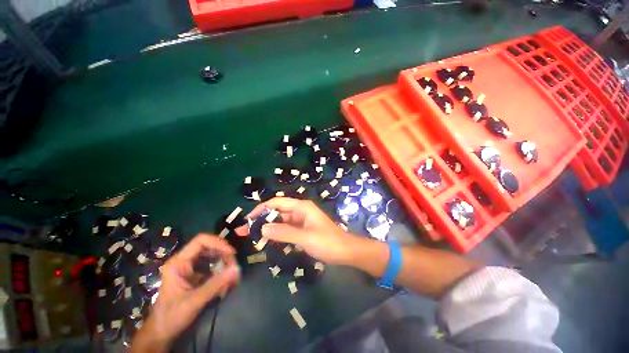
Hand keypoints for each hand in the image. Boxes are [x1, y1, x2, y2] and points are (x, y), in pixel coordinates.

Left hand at [131, 235, 239, 352]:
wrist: (161, 334)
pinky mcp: (196, 277)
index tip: (231, 253)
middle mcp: (185, 262)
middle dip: (224, 256)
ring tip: (232, 278)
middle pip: (210, 248)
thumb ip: (215, 285)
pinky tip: (226, 285)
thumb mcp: (193, 301)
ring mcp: (191, 269)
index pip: (200, 241)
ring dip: (225, 265)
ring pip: (213, 258)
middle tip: (234, 268)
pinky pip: (213, 268)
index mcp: (179, 263)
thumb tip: (237, 269)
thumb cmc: (171, 317)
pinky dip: (221, 274)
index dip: (218, 243)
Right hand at [242, 198, 359, 264]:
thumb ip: (284, 232)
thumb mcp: (305, 238)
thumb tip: (262, 228)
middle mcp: (300, 211)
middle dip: (261, 220)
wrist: (345, 251)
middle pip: (277, 211)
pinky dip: (276, 234)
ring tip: (251, 237)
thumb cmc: (328, 242)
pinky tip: (267, 241)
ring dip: (267, 228)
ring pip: (280, 221)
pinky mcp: (302, 230)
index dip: (262, 209)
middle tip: (244, 232)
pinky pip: (286, 229)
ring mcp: (301, 220)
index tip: (248, 219)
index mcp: (302, 207)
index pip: (277, 202)